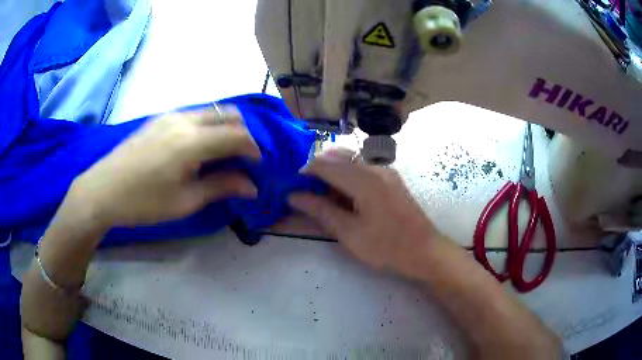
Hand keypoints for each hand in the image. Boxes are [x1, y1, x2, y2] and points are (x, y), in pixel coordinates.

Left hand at [66, 106, 260, 227]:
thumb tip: (252, 187)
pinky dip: (206, 125)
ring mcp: (170, 115)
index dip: (254, 149)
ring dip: (224, 127)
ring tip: (221, 153)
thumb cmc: (144, 202)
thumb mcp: (185, 201)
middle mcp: (184, 119)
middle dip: (242, 132)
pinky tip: (197, 147)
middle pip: (227, 114)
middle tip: (242, 157)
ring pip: (210, 111)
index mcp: (192, 141)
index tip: (258, 166)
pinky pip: (193, 114)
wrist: (103, 190)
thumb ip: (220, 187)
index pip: (237, 135)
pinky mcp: (158, 119)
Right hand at [288, 148, 440, 272]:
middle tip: (306, 192)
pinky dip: (348, 176)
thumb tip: (294, 196)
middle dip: (318, 170)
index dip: (305, 173)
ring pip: (351, 161)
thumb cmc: (386, 247)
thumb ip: (321, 211)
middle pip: (338, 157)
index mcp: (363, 179)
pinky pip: (363, 168)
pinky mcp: (391, 179)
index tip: (292, 187)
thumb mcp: (349, 233)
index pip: (325, 165)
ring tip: (323, 195)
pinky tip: (345, 196)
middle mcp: (375, 168)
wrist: (424, 251)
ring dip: (333, 172)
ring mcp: (386, 171)